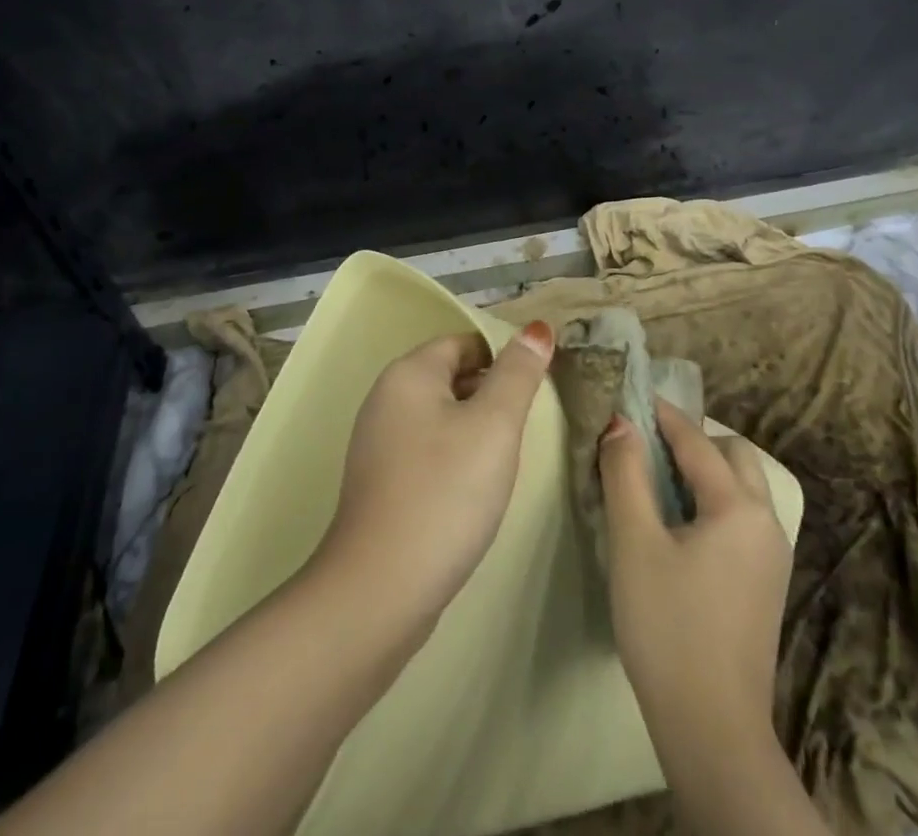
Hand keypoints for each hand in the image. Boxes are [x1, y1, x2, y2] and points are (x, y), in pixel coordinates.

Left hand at [313, 321, 555, 632]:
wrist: (381, 589)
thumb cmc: (445, 493)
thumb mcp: (494, 426)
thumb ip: (517, 374)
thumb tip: (536, 328)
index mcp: (409, 373)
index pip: (464, 343)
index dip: (504, 357)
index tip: (538, 387)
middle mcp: (386, 398)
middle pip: (450, 376)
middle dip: (492, 391)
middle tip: (531, 422)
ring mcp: (378, 442)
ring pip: (440, 415)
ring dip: (475, 426)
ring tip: (510, 455)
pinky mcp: (380, 481)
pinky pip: (427, 449)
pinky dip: (455, 455)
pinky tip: (476, 486)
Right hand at [600, 400, 791, 736]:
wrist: (713, 731)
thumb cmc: (667, 627)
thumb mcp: (634, 543)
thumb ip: (626, 474)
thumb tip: (621, 424)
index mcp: (739, 507)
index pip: (696, 441)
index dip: (661, 414)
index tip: (631, 394)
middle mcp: (767, 522)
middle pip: (733, 456)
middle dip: (693, 440)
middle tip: (646, 445)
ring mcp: (772, 556)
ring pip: (742, 487)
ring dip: (705, 470)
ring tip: (658, 480)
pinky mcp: (766, 583)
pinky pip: (742, 517)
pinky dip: (714, 500)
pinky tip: (680, 523)